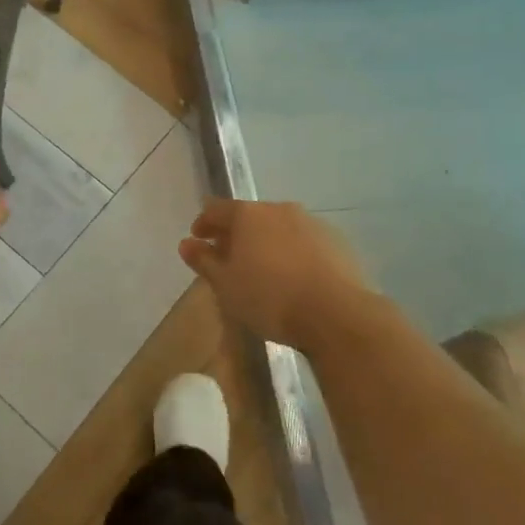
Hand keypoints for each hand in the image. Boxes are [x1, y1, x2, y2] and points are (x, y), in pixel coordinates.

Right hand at [179, 199, 375, 342]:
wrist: (337, 314)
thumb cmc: (269, 298)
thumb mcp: (225, 284)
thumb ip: (204, 261)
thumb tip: (187, 244)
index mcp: (247, 214)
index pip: (216, 209)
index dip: (203, 224)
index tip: (198, 242)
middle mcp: (279, 209)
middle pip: (249, 216)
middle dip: (236, 234)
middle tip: (229, 259)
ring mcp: (312, 223)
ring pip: (279, 228)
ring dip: (266, 243)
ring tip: (263, 271)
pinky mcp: (338, 242)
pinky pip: (305, 242)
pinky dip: (293, 253)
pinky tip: (294, 278)